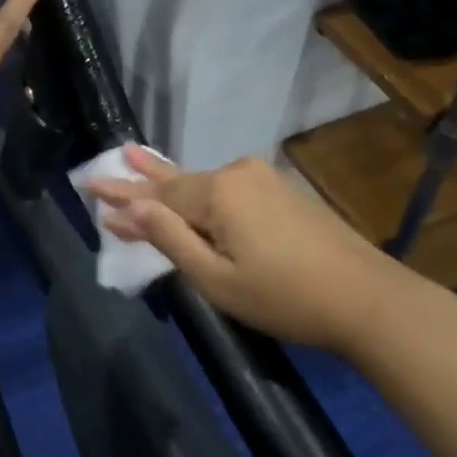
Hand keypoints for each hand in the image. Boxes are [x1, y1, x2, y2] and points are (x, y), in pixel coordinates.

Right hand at [91, 147, 403, 350]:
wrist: (368, 298)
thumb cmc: (285, 297)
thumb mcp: (217, 279)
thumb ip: (170, 239)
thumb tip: (129, 210)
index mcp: (218, 192)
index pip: (157, 193)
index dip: (123, 194)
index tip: (88, 185)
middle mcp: (237, 173)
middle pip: (179, 181)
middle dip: (141, 179)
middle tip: (106, 163)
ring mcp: (262, 179)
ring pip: (203, 183)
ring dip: (169, 180)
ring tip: (135, 157)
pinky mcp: (280, 190)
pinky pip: (226, 187)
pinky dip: (199, 190)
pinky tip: (188, 185)